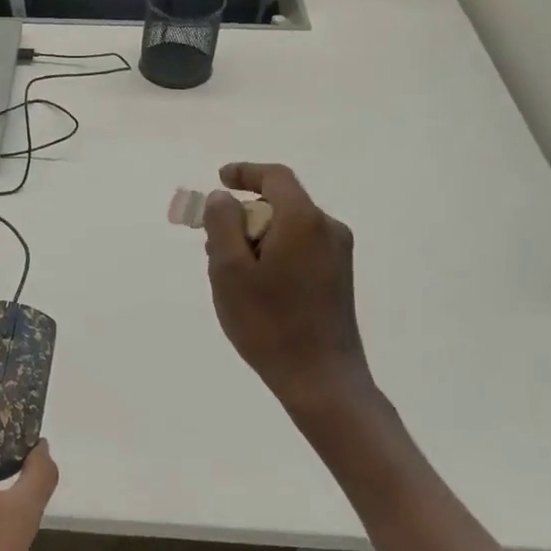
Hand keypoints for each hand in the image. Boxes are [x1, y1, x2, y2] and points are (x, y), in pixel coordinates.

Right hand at [203, 162, 371, 409]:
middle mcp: (328, 229)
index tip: (220, 179)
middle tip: (212, 244)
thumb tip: (225, 198)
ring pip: (288, 230)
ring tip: (230, 275)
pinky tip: (256, 289)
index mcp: (303, 220)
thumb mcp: (229, 270)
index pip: (275, 177)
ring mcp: (338, 255)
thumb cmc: (269, 322)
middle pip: (280, 205)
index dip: (245, 172)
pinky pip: (299, 249)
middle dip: (243, 217)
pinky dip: (273, 255)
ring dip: (256, 239)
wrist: (320, 378)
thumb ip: (222, 225)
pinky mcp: (338, 278)